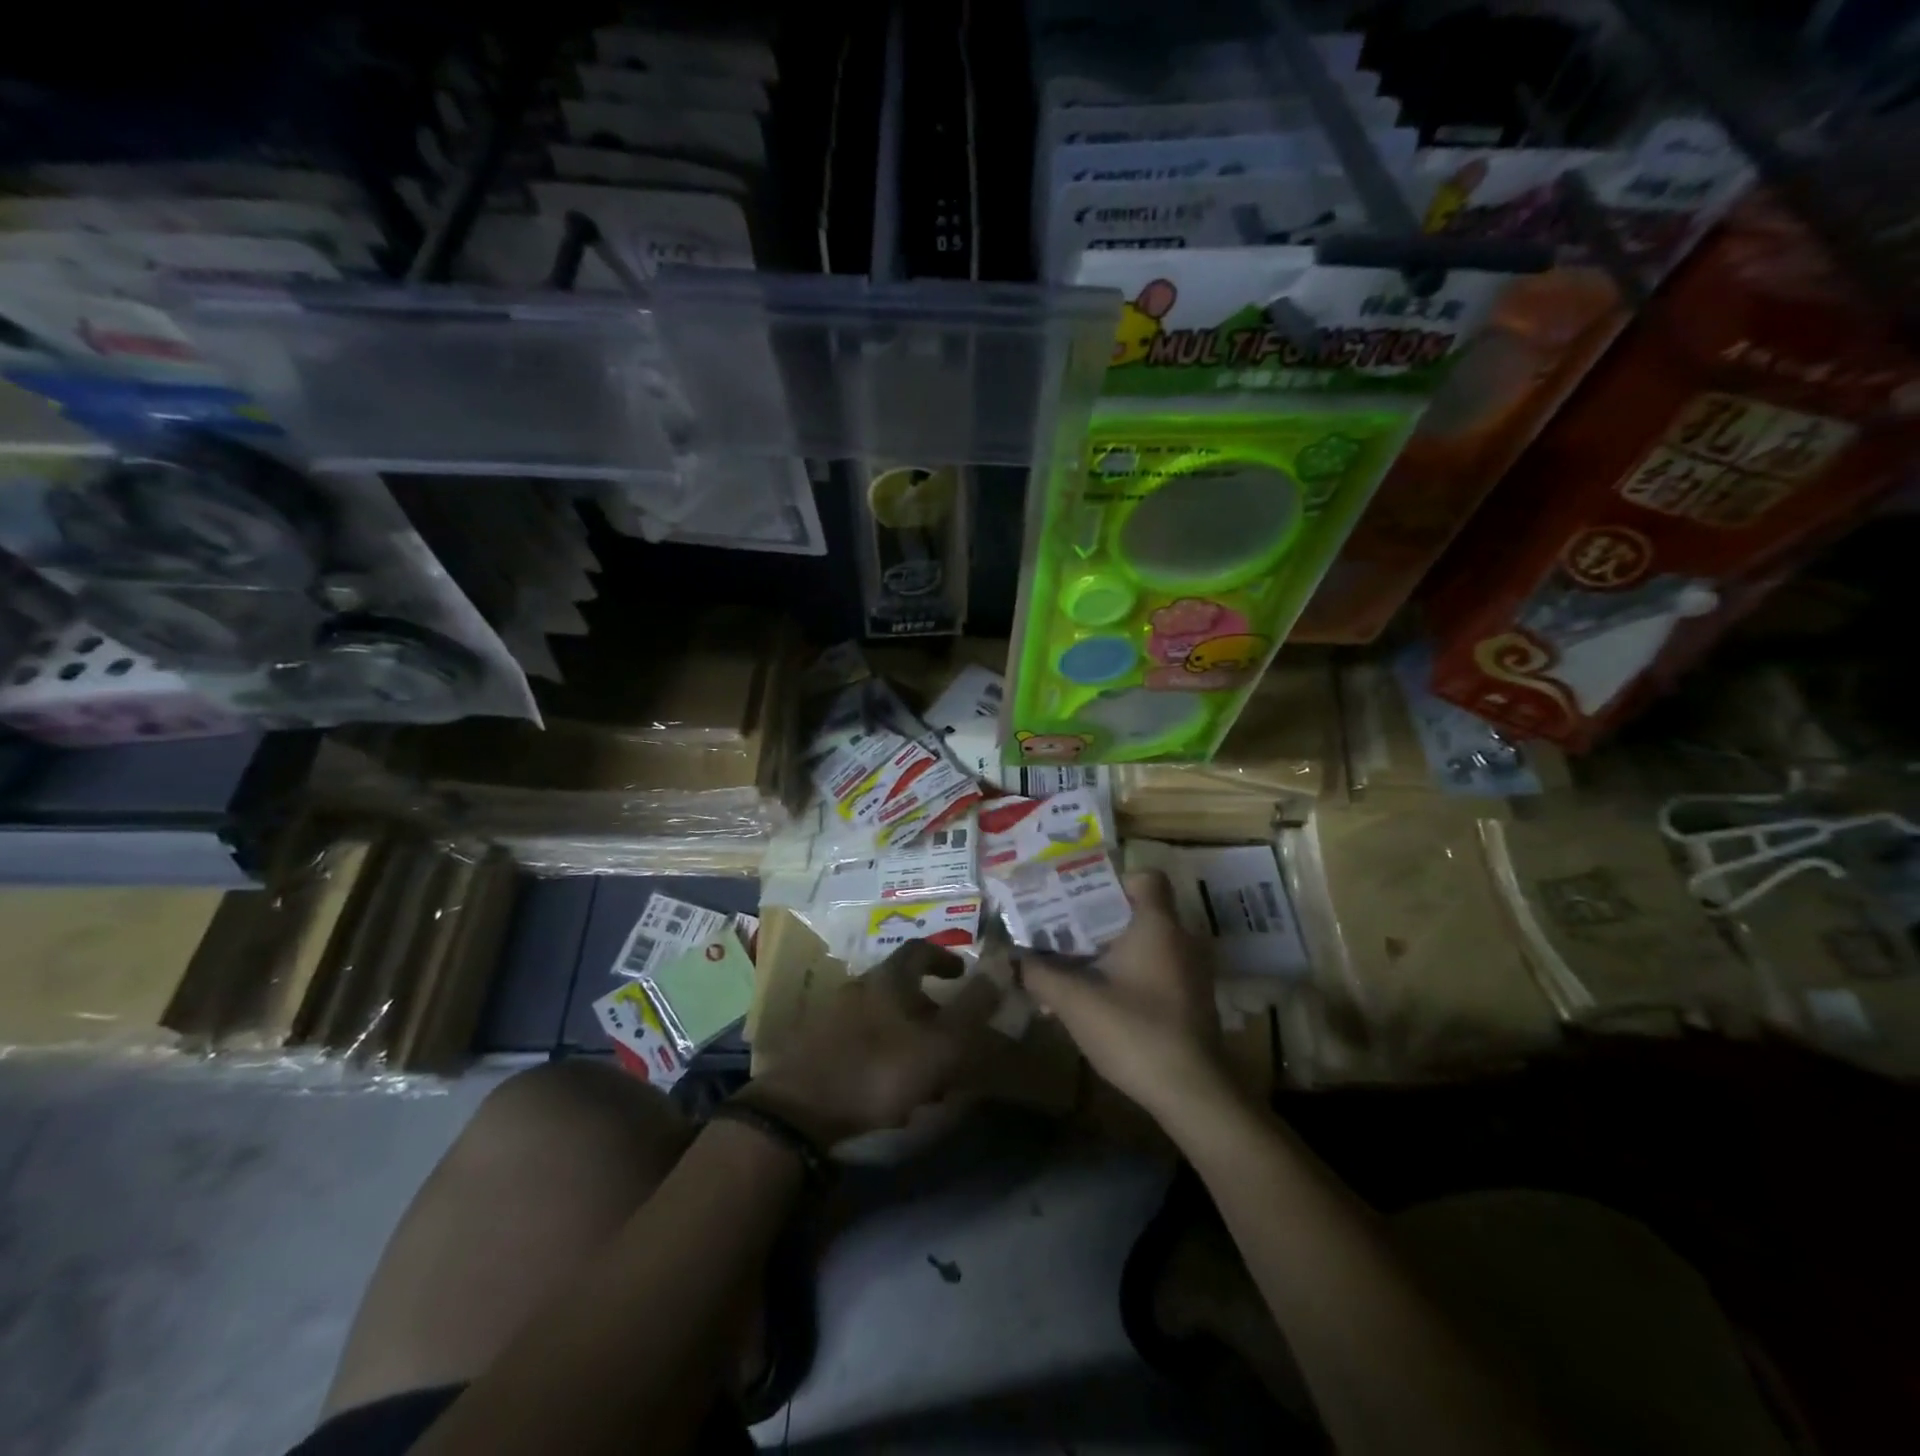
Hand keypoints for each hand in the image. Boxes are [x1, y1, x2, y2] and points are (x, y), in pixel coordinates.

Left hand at [740, 940, 1000, 1147]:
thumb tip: (1001, 969)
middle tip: (950, 1034)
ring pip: (883, 1017)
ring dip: (908, 1036)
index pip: (920, 949)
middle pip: (900, 986)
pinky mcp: (818, 1046)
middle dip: (929, 1007)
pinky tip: (892, 1089)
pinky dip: (884, 1055)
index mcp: (888, 978)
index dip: (944, 957)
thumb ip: (972, 1009)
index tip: (962, 973)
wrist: (800, 1108)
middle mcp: (859, 987)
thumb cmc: (879, 1068)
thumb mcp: (939, 1043)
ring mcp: (834, 1016)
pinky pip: (862, 1041)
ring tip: (926, 1071)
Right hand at [1019, 871, 1233, 1123]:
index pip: (1146, 877)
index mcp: (1158, 925)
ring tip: (1075, 968)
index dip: (1114, 881)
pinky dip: (1130, 975)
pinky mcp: (1192, 1000)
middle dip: (1100, 920)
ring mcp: (1191, 972)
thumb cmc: (1134, 1031)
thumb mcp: (1075, 1001)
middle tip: (1064, 933)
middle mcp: (1181, 939)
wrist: (1192, 1093)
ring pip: (1147, 944)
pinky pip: (1157, 970)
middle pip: (1140, 911)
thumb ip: (1041, 974)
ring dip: (1113, 951)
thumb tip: (1016, 959)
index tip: (1082, 900)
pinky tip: (1101, 1001)